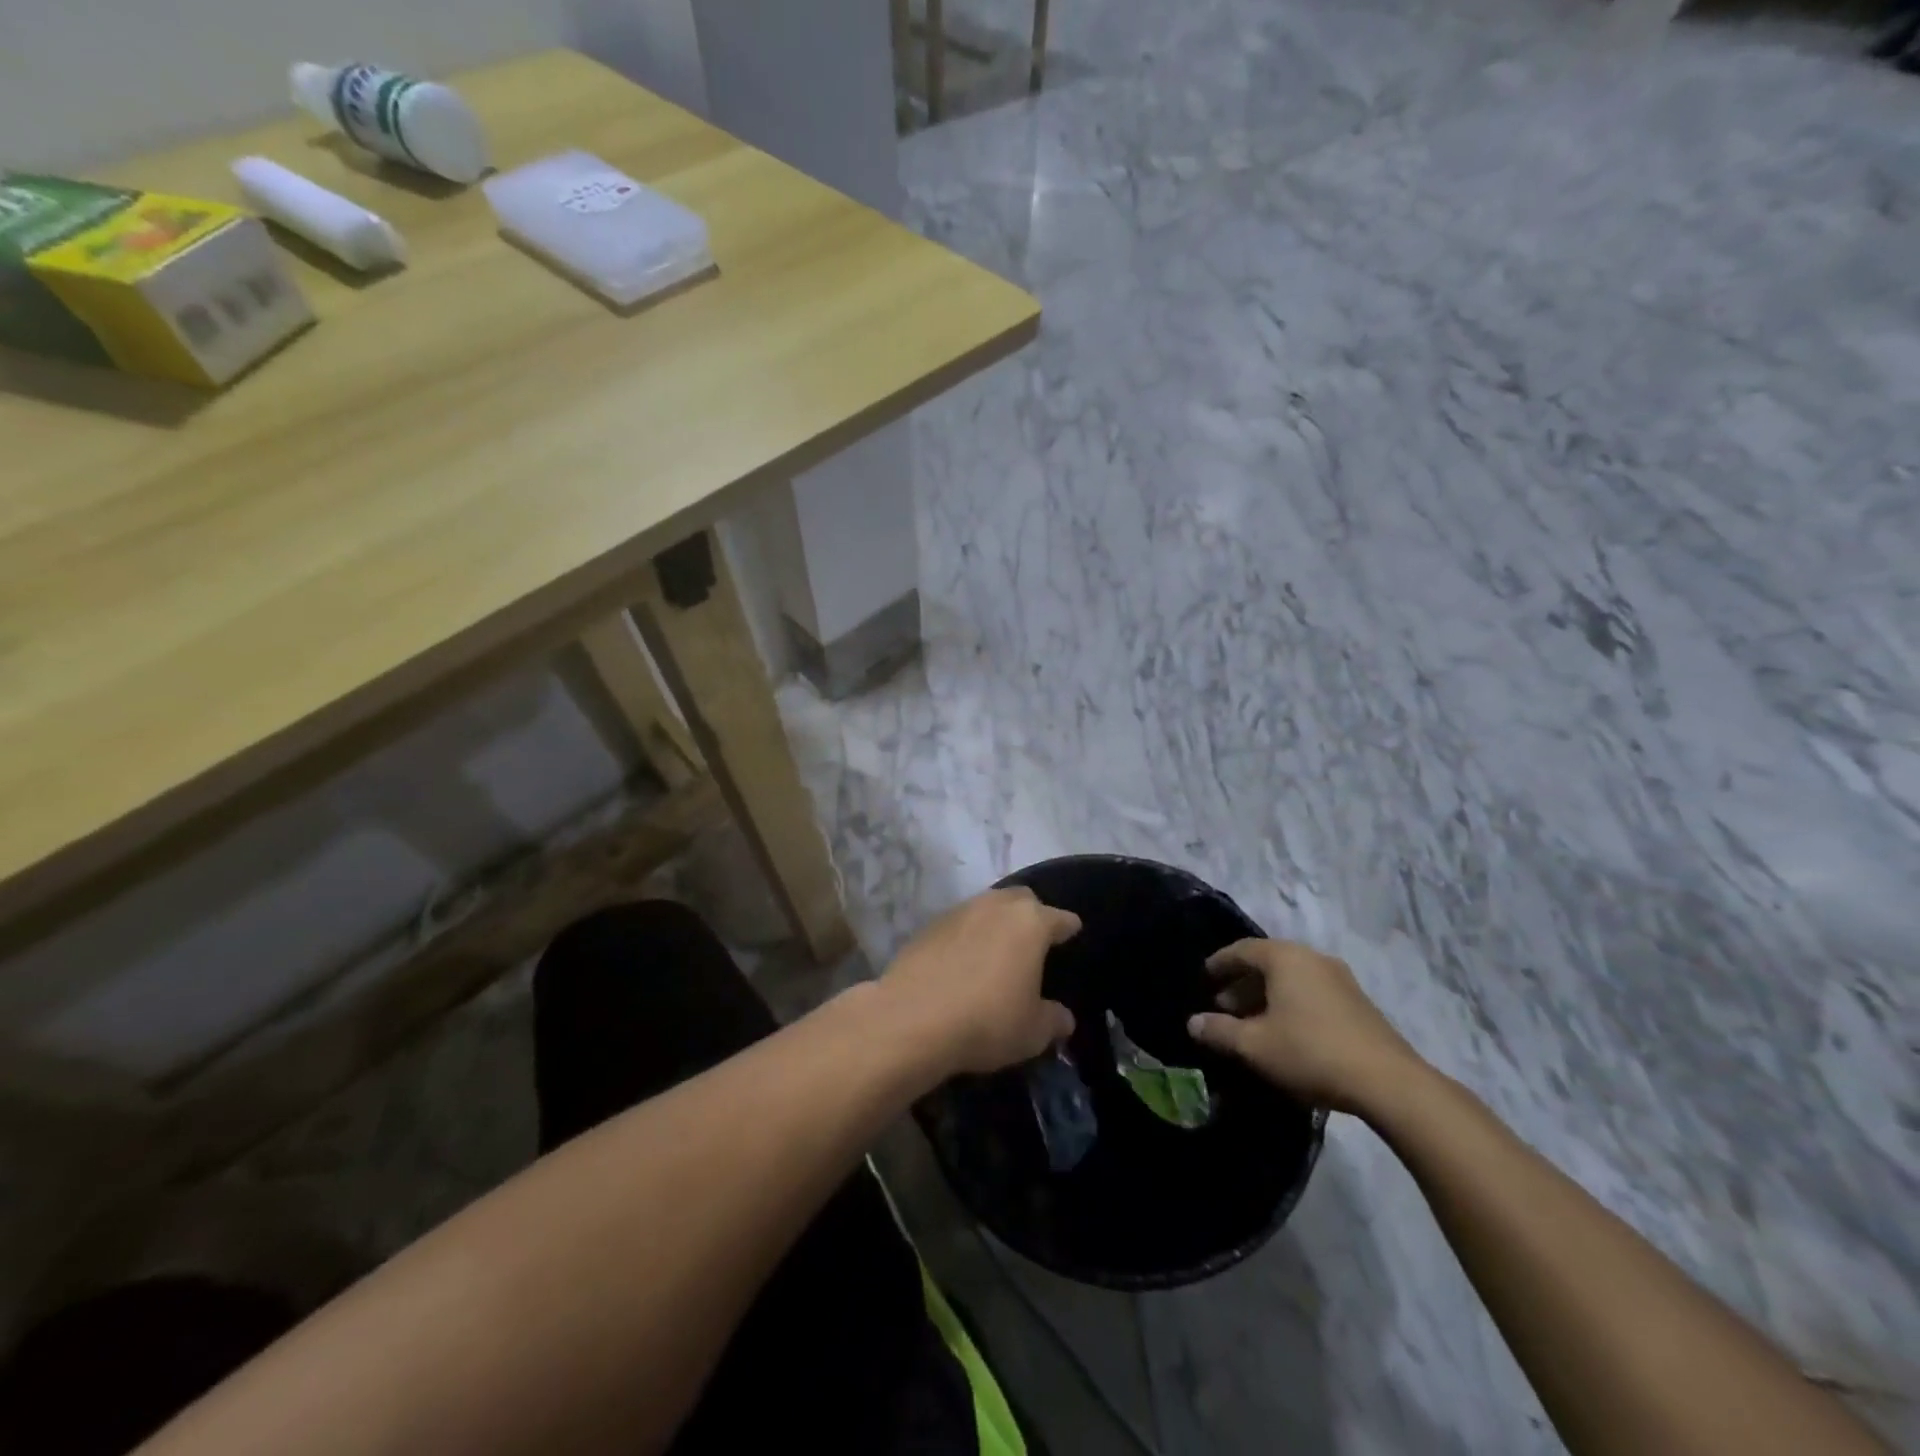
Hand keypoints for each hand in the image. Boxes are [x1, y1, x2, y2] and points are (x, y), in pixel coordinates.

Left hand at [880, 887, 1080, 1077]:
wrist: (913, 1018)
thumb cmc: (987, 1020)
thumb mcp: (1033, 1032)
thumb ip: (1054, 1019)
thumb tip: (1064, 1017)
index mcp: (1031, 923)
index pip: (1060, 918)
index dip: (1068, 927)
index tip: (1072, 932)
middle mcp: (996, 906)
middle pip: (1022, 899)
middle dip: (1031, 913)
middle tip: (1034, 938)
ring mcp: (960, 911)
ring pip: (987, 906)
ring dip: (996, 922)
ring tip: (998, 948)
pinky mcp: (929, 925)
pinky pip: (959, 923)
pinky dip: (967, 935)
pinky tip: (964, 960)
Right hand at [1186, 939, 1427, 1115]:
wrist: (1388, 1082)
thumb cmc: (1310, 1052)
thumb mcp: (1254, 1045)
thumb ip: (1219, 1031)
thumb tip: (1193, 1022)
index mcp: (1285, 958)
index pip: (1241, 949)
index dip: (1219, 963)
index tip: (1204, 978)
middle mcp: (1312, 958)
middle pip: (1267, 962)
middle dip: (1242, 983)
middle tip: (1223, 1007)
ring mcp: (1340, 979)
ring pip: (1291, 979)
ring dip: (1266, 996)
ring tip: (1252, 1023)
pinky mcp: (1358, 1003)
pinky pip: (1312, 992)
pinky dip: (1291, 1004)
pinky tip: (1286, 1032)